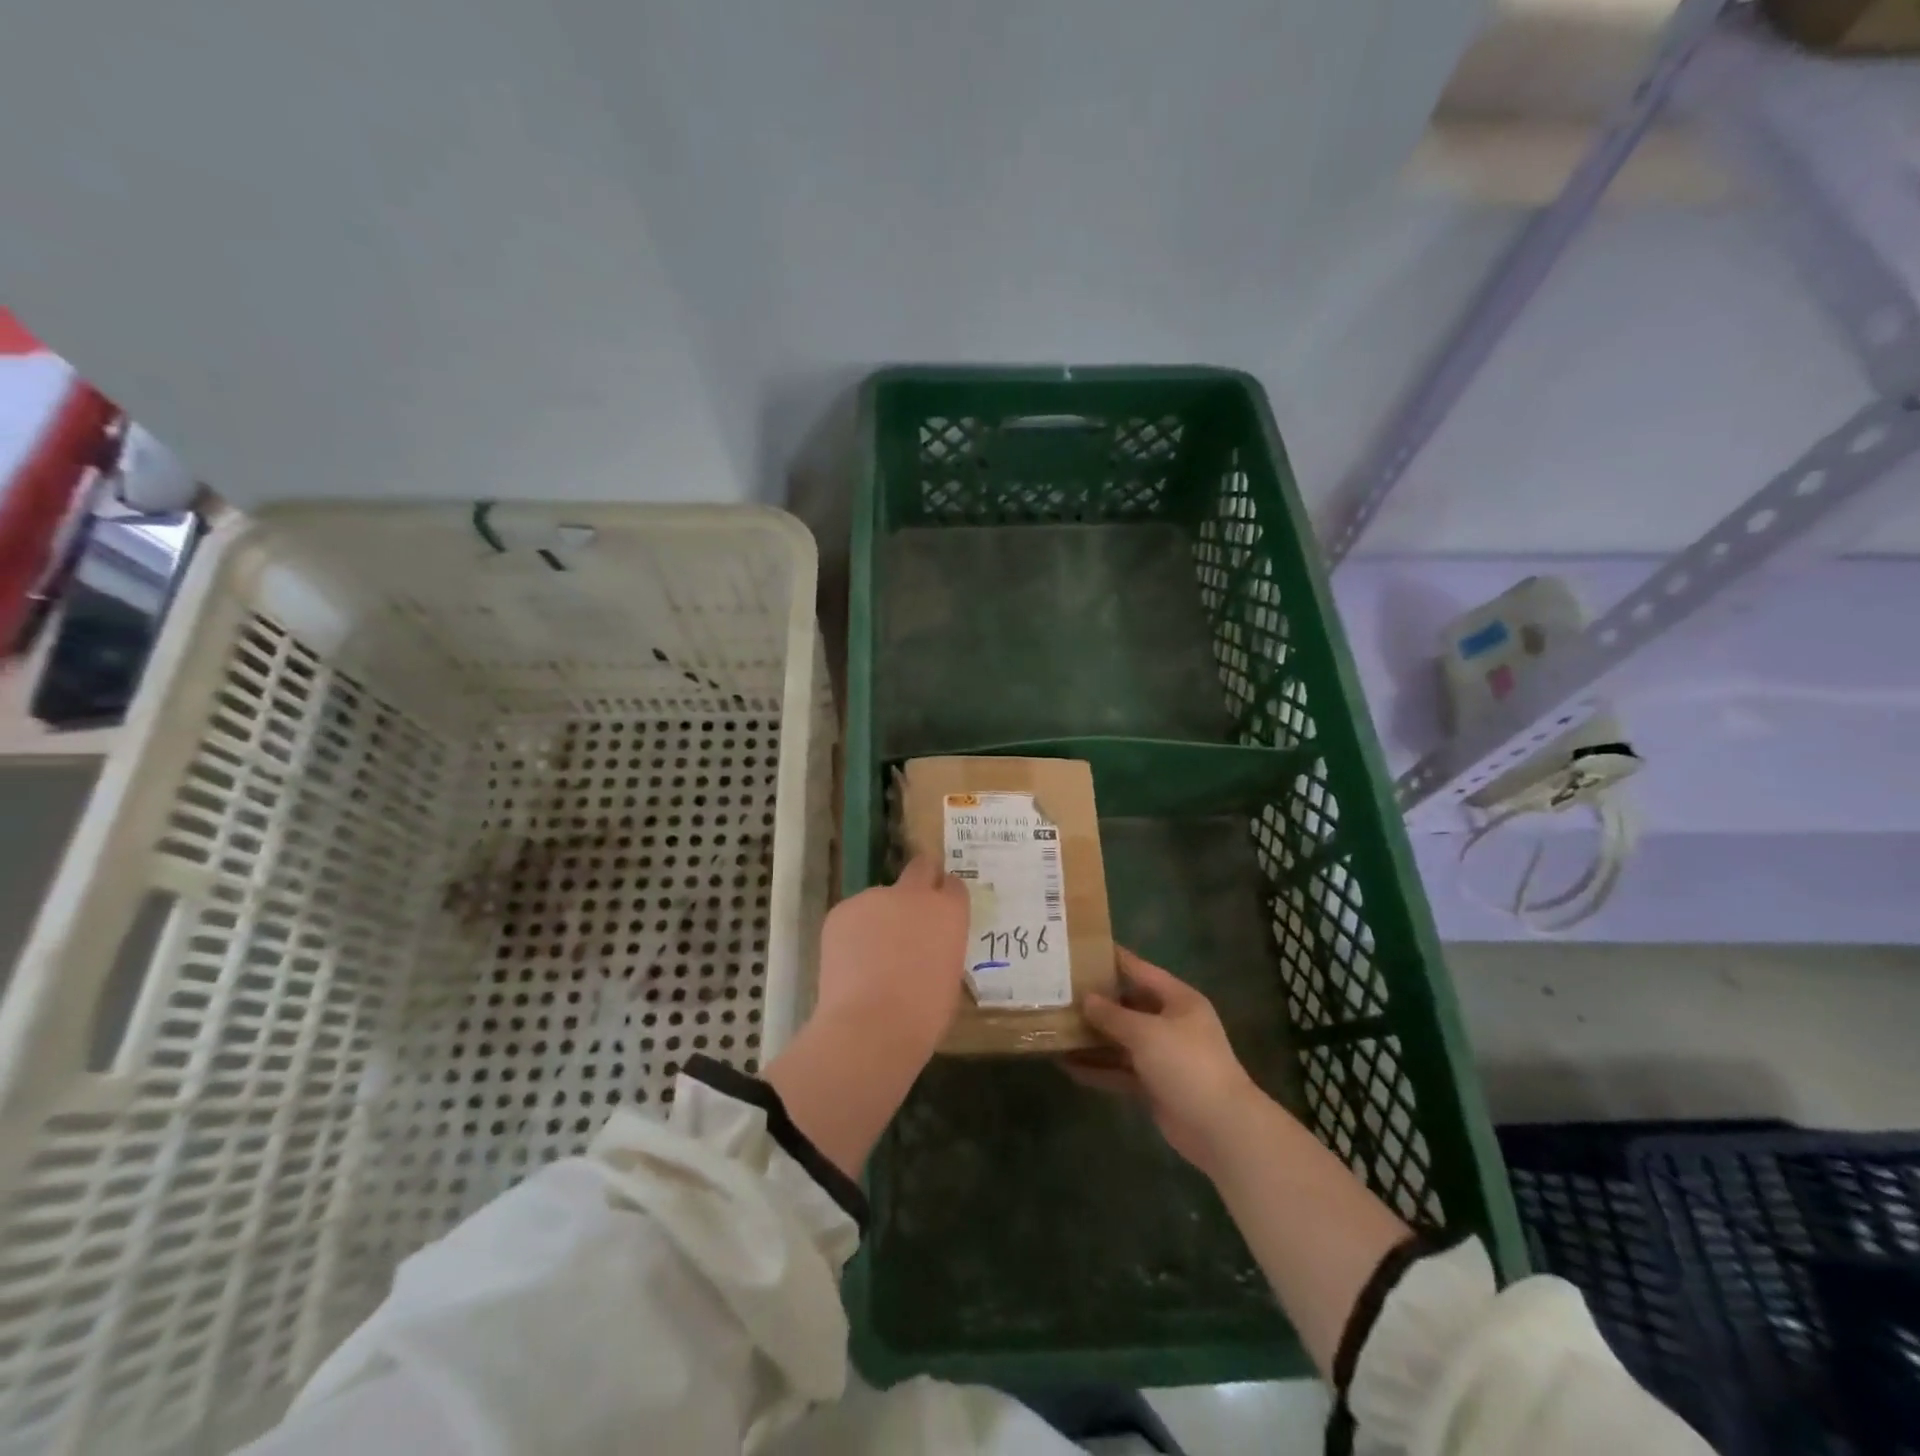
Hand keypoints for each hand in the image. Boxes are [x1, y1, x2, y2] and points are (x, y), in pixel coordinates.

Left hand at [813, 854, 969, 1065]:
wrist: (870, 1026)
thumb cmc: (923, 1014)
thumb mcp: (949, 976)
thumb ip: (940, 947)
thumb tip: (927, 947)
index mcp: (949, 911)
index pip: (953, 886)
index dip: (945, 897)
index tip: (939, 913)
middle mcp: (914, 894)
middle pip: (920, 868)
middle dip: (918, 881)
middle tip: (909, 911)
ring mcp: (874, 898)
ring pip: (879, 900)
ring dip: (879, 919)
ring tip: (870, 958)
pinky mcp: (841, 910)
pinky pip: (852, 916)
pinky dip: (852, 934)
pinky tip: (850, 964)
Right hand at [1066, 948, 1264, 1176]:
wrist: (1220, 1128)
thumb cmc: (1186, 1064)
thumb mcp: (1146, 1032)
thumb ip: (1113, 1015)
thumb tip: (1086, 999)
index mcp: (1178, 1000)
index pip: (1140, 970)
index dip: (1113, 959)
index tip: (1082, 948)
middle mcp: (1171, 1023)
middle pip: (1128, 1006)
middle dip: (1096, 1003)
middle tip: (1059, 993)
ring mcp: (1163, 1056)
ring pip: (1121, 1041)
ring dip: (1092, 1039)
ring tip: (1056, 1029)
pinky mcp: (1154, 1085)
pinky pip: (1120, 1070)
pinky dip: (1098, 1069)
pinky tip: (1068, 1066)